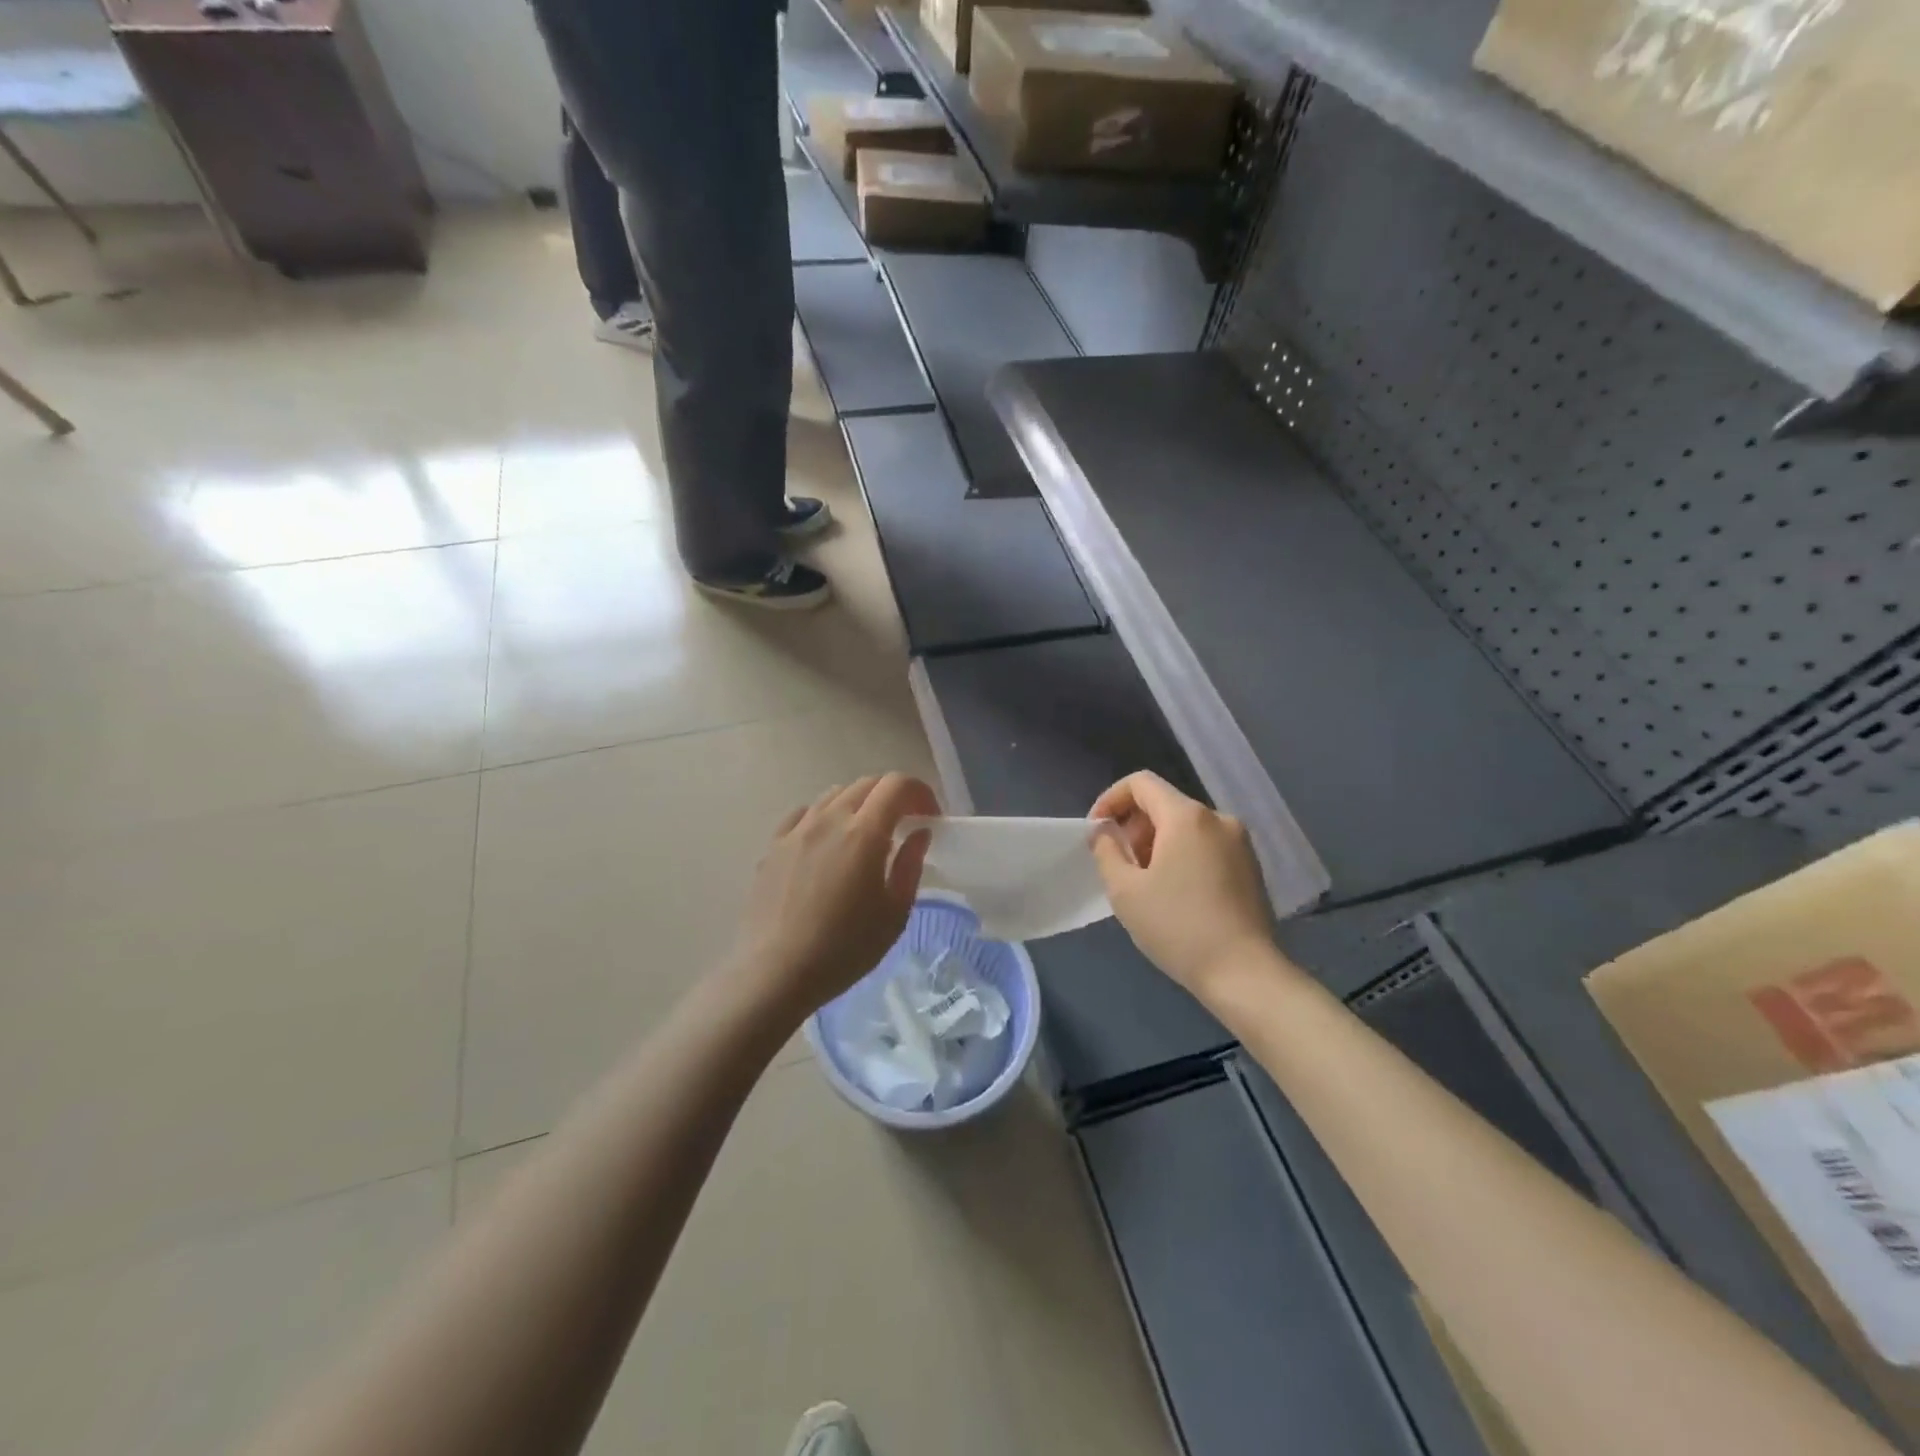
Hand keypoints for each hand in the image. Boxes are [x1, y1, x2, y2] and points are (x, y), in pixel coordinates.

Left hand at [728, 773, 937, 1020]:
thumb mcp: (894, 914)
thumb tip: (919, 833)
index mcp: (864, 832)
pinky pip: (804, 814)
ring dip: (859, 804)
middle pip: (866, 784)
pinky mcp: (773, 846)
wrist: (776, 972)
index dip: (920, 792)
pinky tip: (826, 843)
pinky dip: (824, 817)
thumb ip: (910, 865)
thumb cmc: (845, 948)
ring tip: (865, 835)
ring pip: (834, 795)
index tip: (930, 817)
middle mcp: (829, 819)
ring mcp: (797, 830)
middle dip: (892, 796)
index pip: (897, 784)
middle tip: (904, 825)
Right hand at [1090, 772, 1278, 998]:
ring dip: (1157, 843)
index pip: (1140, 783)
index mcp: (1187, 817)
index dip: (1110, 799)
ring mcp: (1240, 842)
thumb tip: (1103, 831)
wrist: (1245, 973)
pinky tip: (1175, 894)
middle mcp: (1218, 819)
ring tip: (1145, 883)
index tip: (1096, 831)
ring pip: (1186, 826)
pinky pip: (1206, 845)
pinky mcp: (1251, 866)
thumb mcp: (1125, 890)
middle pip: (1164, 804)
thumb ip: (1106, 851)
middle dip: (1134, 826)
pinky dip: (1182, 855)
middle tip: (1119, 865)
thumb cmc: (1178, 928)